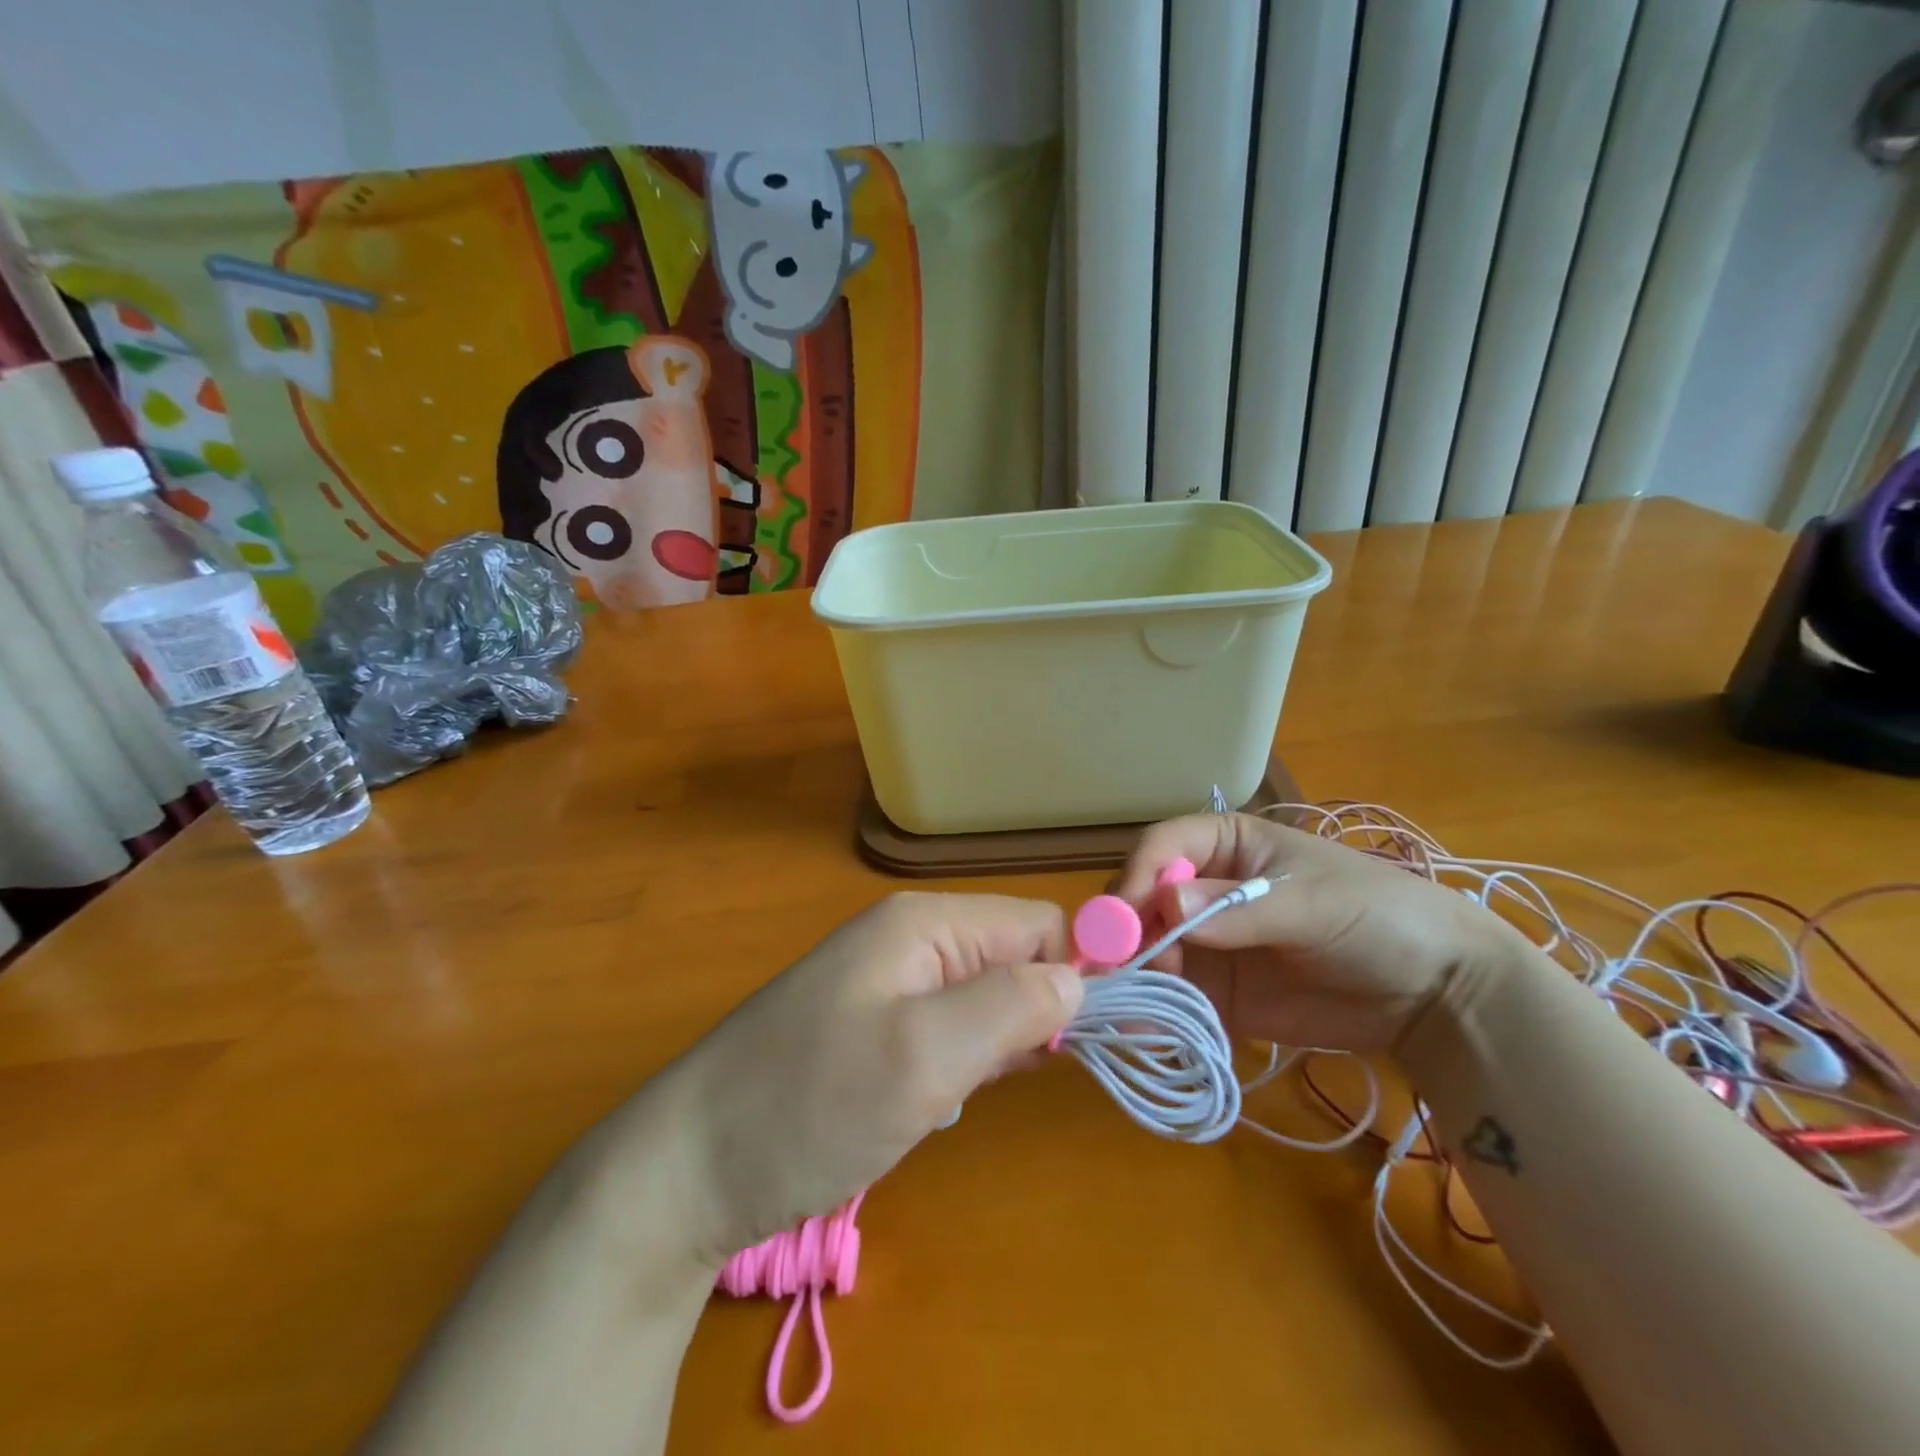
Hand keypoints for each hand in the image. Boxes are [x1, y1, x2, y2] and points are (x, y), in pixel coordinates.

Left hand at [677, 893, 1081, 1259]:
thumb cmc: (809, 1104)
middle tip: (1036, 1078)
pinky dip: (965, 1064)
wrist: (687, 1167)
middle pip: (1012, 957)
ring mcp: (887, 984)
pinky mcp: (873, 1029)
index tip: (1107, 1038)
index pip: (1036, 925)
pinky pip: (948, 1030)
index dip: (1079, 972)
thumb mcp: (924, 1056)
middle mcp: (909, 939)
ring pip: (983, 998)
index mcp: (924, 923)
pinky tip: (946, 1102)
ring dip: (999, 1045)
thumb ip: (1011, 1007)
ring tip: (975, 1095)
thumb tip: (1080, 980)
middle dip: (1038, 1014)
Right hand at [1114, 814, 1528, 1053]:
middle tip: (1119, 969)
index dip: (1138, 874)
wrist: (1436, 995)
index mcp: (1226, 845)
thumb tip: (1164, 902)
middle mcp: (1204, 889)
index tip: (1125, 918)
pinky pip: (1173, 998)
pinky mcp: (1218, 993)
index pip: (1163, 846)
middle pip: (1144, 900)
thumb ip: (1238, 907)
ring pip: (1149, 951)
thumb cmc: (1376, 917)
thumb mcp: (1310, 904)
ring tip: (1125, 1008)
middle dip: (1127, 932)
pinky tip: (1142, 1032)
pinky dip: (1153, 1013)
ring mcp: (1208, 943)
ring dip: (1132, 976)